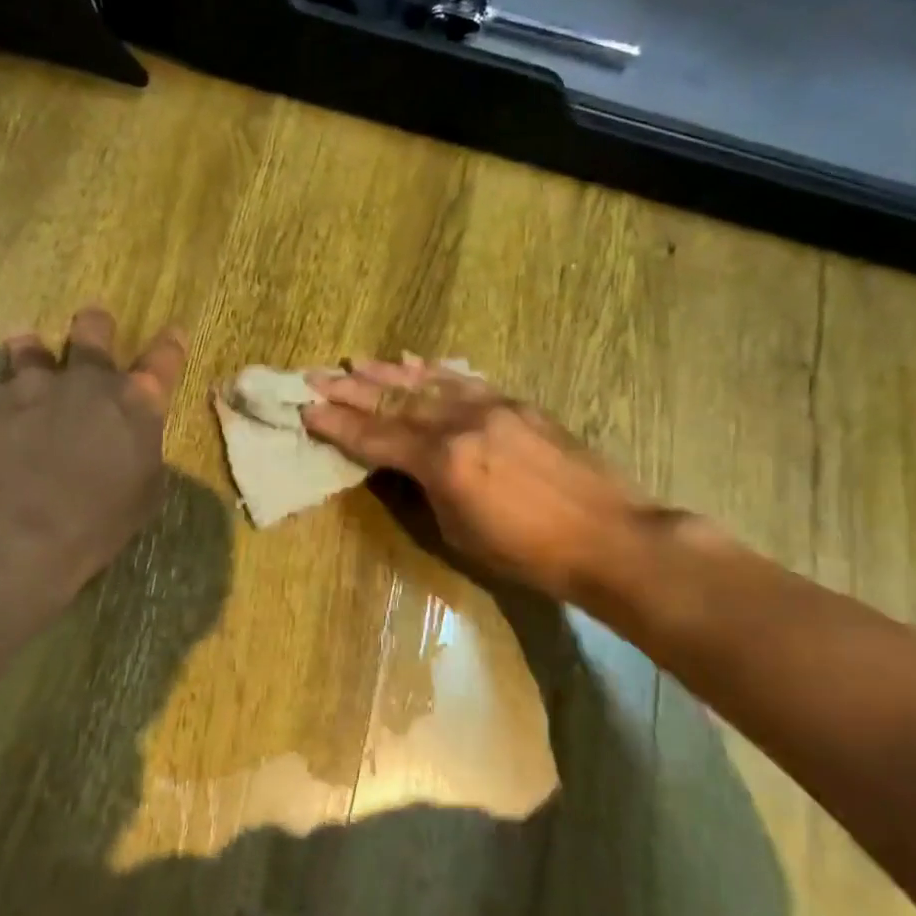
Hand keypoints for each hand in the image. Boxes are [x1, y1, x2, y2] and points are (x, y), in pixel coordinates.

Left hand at [0, 307, 187, 597]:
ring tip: (25, 353)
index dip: (170, 344)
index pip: (164, 360)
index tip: (173, 331)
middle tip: (91, 326)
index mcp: (137, 404)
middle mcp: (87, 380)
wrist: (17, 535)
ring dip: (31, 351)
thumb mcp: (143, 494)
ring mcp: (32, 384)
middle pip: (93, 330)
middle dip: (94, 326)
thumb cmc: (97, 524)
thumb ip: (141, 454)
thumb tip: (132, 445)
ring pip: (30, 347)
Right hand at [301, 359, 668, 602]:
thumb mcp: (459, 532)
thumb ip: (426, 489)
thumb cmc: (529, 553)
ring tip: (356, 362)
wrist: (609, 537)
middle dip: (352, 390)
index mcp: (444, 460)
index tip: (307, 409)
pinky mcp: (517, 404)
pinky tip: (418, 363)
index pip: (377, 437)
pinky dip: (437, 371)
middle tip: (316, 376)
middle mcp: (463, 422)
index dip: (339, 425)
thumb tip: (405, 466)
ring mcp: (493, 406)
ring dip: (389, 373)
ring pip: (429, 383)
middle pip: (396, 401)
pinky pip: (466, 380)